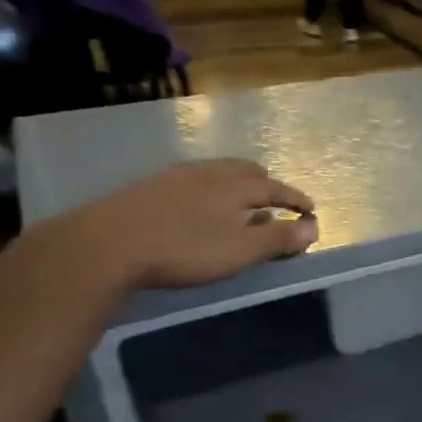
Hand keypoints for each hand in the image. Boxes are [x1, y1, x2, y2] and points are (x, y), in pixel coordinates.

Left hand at [51, 159, 317, 291]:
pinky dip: (211, 191)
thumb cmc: (185, 249)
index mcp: (235, 186)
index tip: (311, 210)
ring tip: (241, 205)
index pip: (275, 187)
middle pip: (245, 171)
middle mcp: (208, 173)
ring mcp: (175, 177)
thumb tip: (313, 227)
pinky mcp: (149, 188)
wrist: (107, 244)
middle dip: (267, 185)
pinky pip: (193, 181)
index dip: (295, 199)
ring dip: (237, 186)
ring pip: (217, 173)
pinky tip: (200, 209)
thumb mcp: (240, 250)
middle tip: (277, 201)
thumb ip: (278, 238)